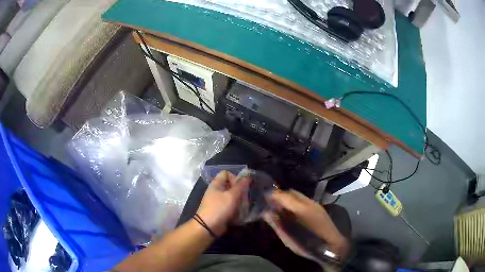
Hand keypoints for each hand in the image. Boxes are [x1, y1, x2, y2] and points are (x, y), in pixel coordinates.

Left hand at [196, 170, 250, 235]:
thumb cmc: (219, 208)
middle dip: (240, 191)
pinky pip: (231, 206)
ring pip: (233, 197)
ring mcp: (219, 201)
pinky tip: (241, 213)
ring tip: (244, 206)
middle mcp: (217, 191)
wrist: (209, 226)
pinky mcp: (221, 210)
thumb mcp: (232, 196)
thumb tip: (247, 176)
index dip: (235, 177)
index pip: (227, 173)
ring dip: (240, 201)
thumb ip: (241, 186)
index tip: (242, 186)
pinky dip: (236, 209)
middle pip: (231, 186)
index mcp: (216, 184)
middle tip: (245, 198)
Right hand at [263, 190, 348, 258]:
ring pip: (298, 195)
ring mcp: (315, 204)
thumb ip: (277, 225)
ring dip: (288, 198)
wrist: (332, 245)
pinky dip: (295, 202)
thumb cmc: (309, 245)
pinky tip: (292, 212)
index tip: (263, 198)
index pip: (284, 196)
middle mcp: (309, 203)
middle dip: (280, 195)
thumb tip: (267, 214)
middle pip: (291, 192)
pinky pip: (304, 200)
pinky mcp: (319, 207)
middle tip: (271, 203)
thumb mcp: (289, 239)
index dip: (272, 195)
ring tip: (280, 207)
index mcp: (301, 210)